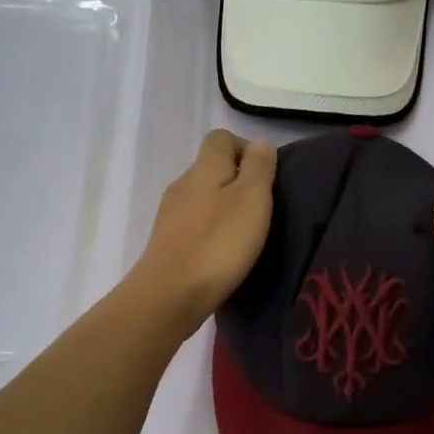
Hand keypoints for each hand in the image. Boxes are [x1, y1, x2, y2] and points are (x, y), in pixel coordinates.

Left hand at [131, 130, 276, 336]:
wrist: (170, 295)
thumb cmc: (218, 243)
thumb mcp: (252, 199)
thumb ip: (259, 168)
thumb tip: (260, 144)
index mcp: (203, 168)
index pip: (220, 138)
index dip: (246, 149)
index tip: (267, 177)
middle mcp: (182, 184)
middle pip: (211, 167)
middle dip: (238, 181)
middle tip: (262, 210)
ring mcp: (171, 215)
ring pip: (203, 197)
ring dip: (225, 208)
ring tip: (246, 235)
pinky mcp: (167, 242)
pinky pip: (194, 224)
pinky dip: (212, 230)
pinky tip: (224, 253)